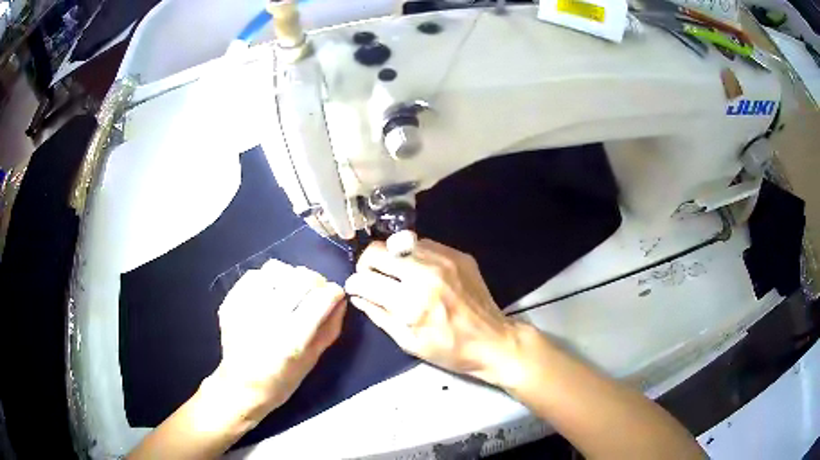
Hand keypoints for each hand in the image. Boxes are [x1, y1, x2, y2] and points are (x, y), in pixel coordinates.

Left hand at [209, 260, 345, 420]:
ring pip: (277, 269)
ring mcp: (246, 308)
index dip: (334, 292)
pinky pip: (254, 274)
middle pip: (302, 278)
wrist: (241, 386)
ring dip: (291, 277)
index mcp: (293, 339)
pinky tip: (270, 292)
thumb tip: (340, 300)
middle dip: (317, 281)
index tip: (335, 296)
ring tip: (291, 290)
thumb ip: (330, 328)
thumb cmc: (282, 380)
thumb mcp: (313, 360)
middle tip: (316, 292)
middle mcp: (269, 319)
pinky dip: (267, 279)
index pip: (322, 297)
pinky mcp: (231, 301)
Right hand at [344, 238, 522, 386]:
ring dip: (391, 258)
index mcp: (411, 303)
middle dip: (366, 264)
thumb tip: (357, 296)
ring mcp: (444, 259)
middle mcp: (425, 274)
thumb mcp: (408, 342)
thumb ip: (379, 315)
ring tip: (396, 275)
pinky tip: (420, 273)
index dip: (354, 284)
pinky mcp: (458, 254)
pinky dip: (413, 256)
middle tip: (371, 278)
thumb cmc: (449, 349)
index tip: (355, 288)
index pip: (365, 280)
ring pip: (399, 243)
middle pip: (378, 251)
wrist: (492, 340)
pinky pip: (423, 244)